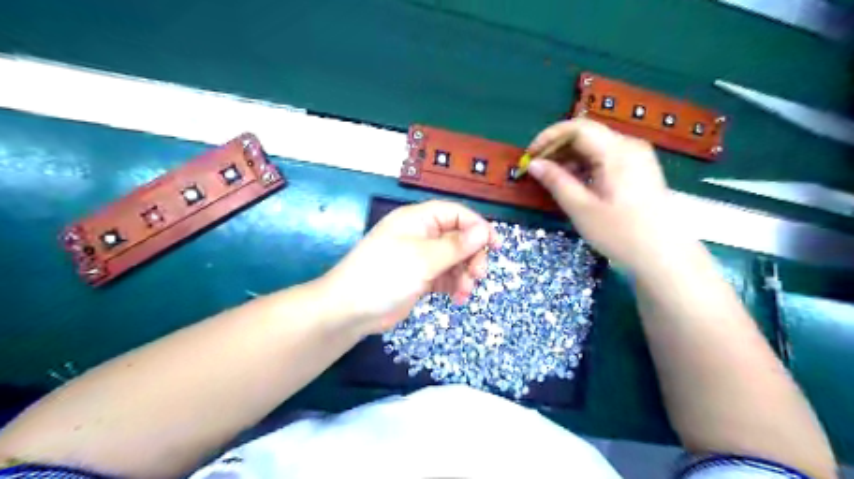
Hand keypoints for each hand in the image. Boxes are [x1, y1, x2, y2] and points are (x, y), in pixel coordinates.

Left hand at [320, 201, 501, 334]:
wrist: (350, 310)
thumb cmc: (385, 275)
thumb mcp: (423, 259)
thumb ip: (456, 245)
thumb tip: (485, 230)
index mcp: (418, 220)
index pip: (455, 214)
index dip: (477, 227)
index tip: (494, 246)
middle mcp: (420, 235)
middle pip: (458, 238)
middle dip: (472, 256)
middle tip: (479, 275)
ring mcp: (420, 257)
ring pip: (454, 259)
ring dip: (464, 274)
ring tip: (465, 292)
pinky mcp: (419, 278)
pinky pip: (445, 276)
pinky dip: (454, 285)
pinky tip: (457, 299)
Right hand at [528, 119, 684, 272]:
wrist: (664, 255)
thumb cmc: (620, 233)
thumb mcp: (581, 208)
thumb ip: (556, 181)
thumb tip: (533, 164)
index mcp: (617, 152)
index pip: (577, 128)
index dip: (548, 137)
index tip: (529, 156)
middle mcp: (629, 146)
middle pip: (586, 134)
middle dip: (557, 148)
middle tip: (537, 168)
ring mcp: (637, 156)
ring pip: (595, 145)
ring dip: (570, 157)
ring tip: (552, 178)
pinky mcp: (639, 169)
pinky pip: (606, 157)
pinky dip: (585, 165)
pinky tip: (575, 183)